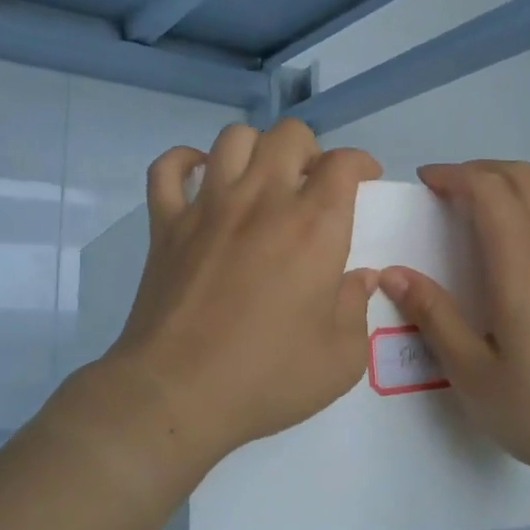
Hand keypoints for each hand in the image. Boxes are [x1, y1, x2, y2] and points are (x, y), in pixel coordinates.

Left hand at [91, 119, 381, 475]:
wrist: (177, 394)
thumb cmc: (267, 378)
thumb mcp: (341, 357)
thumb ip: (357, 307)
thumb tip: (359, 278)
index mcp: (314, 227)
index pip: (343, 163)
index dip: (360, 163)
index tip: (364, 180)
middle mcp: (262, 200)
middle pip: (288, 135)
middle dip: (310, 150)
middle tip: (311, 183)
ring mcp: (208, 207)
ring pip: (232, 138)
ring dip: (255, 149)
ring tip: (261, 180)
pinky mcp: (165, 224)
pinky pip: (167, 169)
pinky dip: (185, 162)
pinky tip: (201, 178)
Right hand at [380, 160, 529, 497]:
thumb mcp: (471, 375)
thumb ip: (433, 317)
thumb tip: (394, 273)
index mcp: (522, 270)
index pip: (490, 192)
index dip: (454, 175)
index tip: (423, 183)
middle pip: (523, 179)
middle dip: (479, 170)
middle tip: (444, 190)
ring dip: (511, 181)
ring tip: (479, 201)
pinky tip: (518, 234)